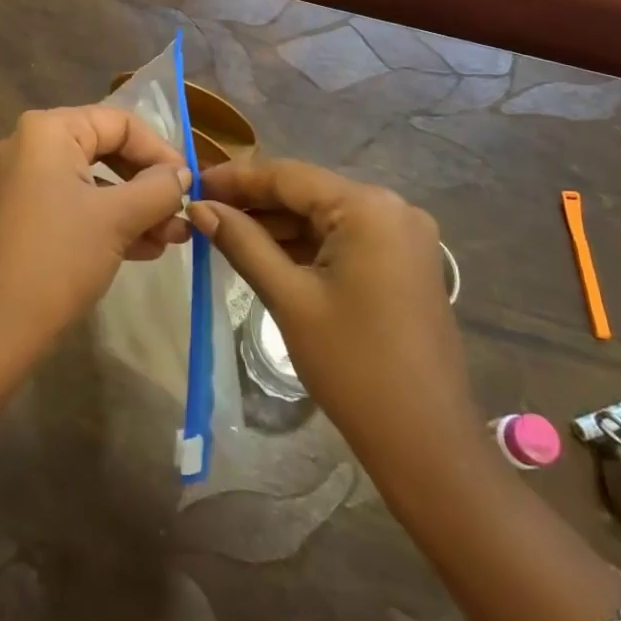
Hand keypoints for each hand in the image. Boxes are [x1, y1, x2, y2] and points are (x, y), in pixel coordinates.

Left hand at [0, 107, 191, 361]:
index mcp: (48, 130)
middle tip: (183, 213)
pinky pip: (75, 205)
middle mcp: (30, 146)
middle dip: (149, 185)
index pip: (119, 123)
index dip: (160, 151)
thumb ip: (159, 188)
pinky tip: (146, 249)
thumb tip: (184, 174)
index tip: (190, 184)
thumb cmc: (60, 257)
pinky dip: (109, 222)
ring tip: (173, 238)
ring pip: (93, 183)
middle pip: (107, 150)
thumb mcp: (118, 218)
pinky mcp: (22, 217)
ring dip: (136, 208)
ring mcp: (23, 182)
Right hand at [189, 159, 476, 456]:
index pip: (288, 176)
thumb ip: (242, 243)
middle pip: (308, 193)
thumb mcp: (289, 298)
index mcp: (368, 208)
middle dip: (256, 202)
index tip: (194, 184)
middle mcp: (392, 208)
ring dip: (278, 224)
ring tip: (225, 231)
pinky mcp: (404, 262)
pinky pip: (345, 238)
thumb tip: (199, 207)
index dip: (237, 178)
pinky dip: (306, 244)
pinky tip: (267, 252)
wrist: (426, 444)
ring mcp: (403, 236)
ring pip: (324, 216)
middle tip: (204, 210)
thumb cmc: (352, 366)